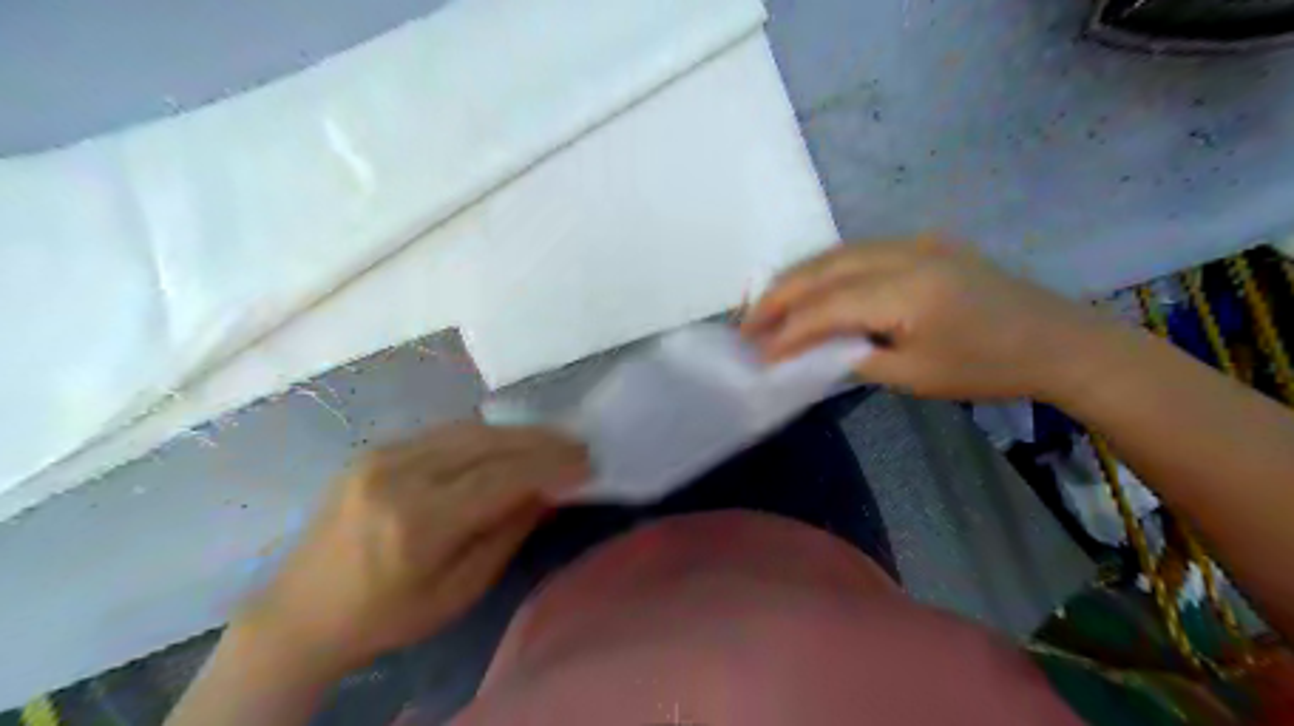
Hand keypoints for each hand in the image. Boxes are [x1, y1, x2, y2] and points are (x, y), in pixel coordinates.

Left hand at [236, 423, 588, 675]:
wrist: (301, 612)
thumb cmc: (386, 616)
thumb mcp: (459, 591)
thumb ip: (507, 533)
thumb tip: (547, 491)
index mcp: (417, 523)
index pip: (500, 477)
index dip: (549, 466)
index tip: (586, 463)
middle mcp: (398, 476)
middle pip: (487, 443)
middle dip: (540, 441)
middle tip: (577, 445)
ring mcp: (381, 455)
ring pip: (468, 430)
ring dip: (516, 433)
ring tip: (551, 441)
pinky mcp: (375, 449)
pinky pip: (444, 432)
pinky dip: (484, 435)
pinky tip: (506, 443)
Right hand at [739, 235, 1113, 399]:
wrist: (1056, 340)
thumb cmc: (987, 368)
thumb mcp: (914, 376)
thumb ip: (854, 357)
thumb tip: (810, 350)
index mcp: (908, 291)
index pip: (827, 306)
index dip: (786, 330)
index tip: (756, 354)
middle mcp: (905, 253)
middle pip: (822, 269)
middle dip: (777, 296)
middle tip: (744, 323)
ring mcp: (915, 242)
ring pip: (835, 254)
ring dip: (796, 279)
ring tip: (766, 305)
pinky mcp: (922, 243)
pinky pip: (857, 252)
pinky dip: (823, 270)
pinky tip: (808, 287)